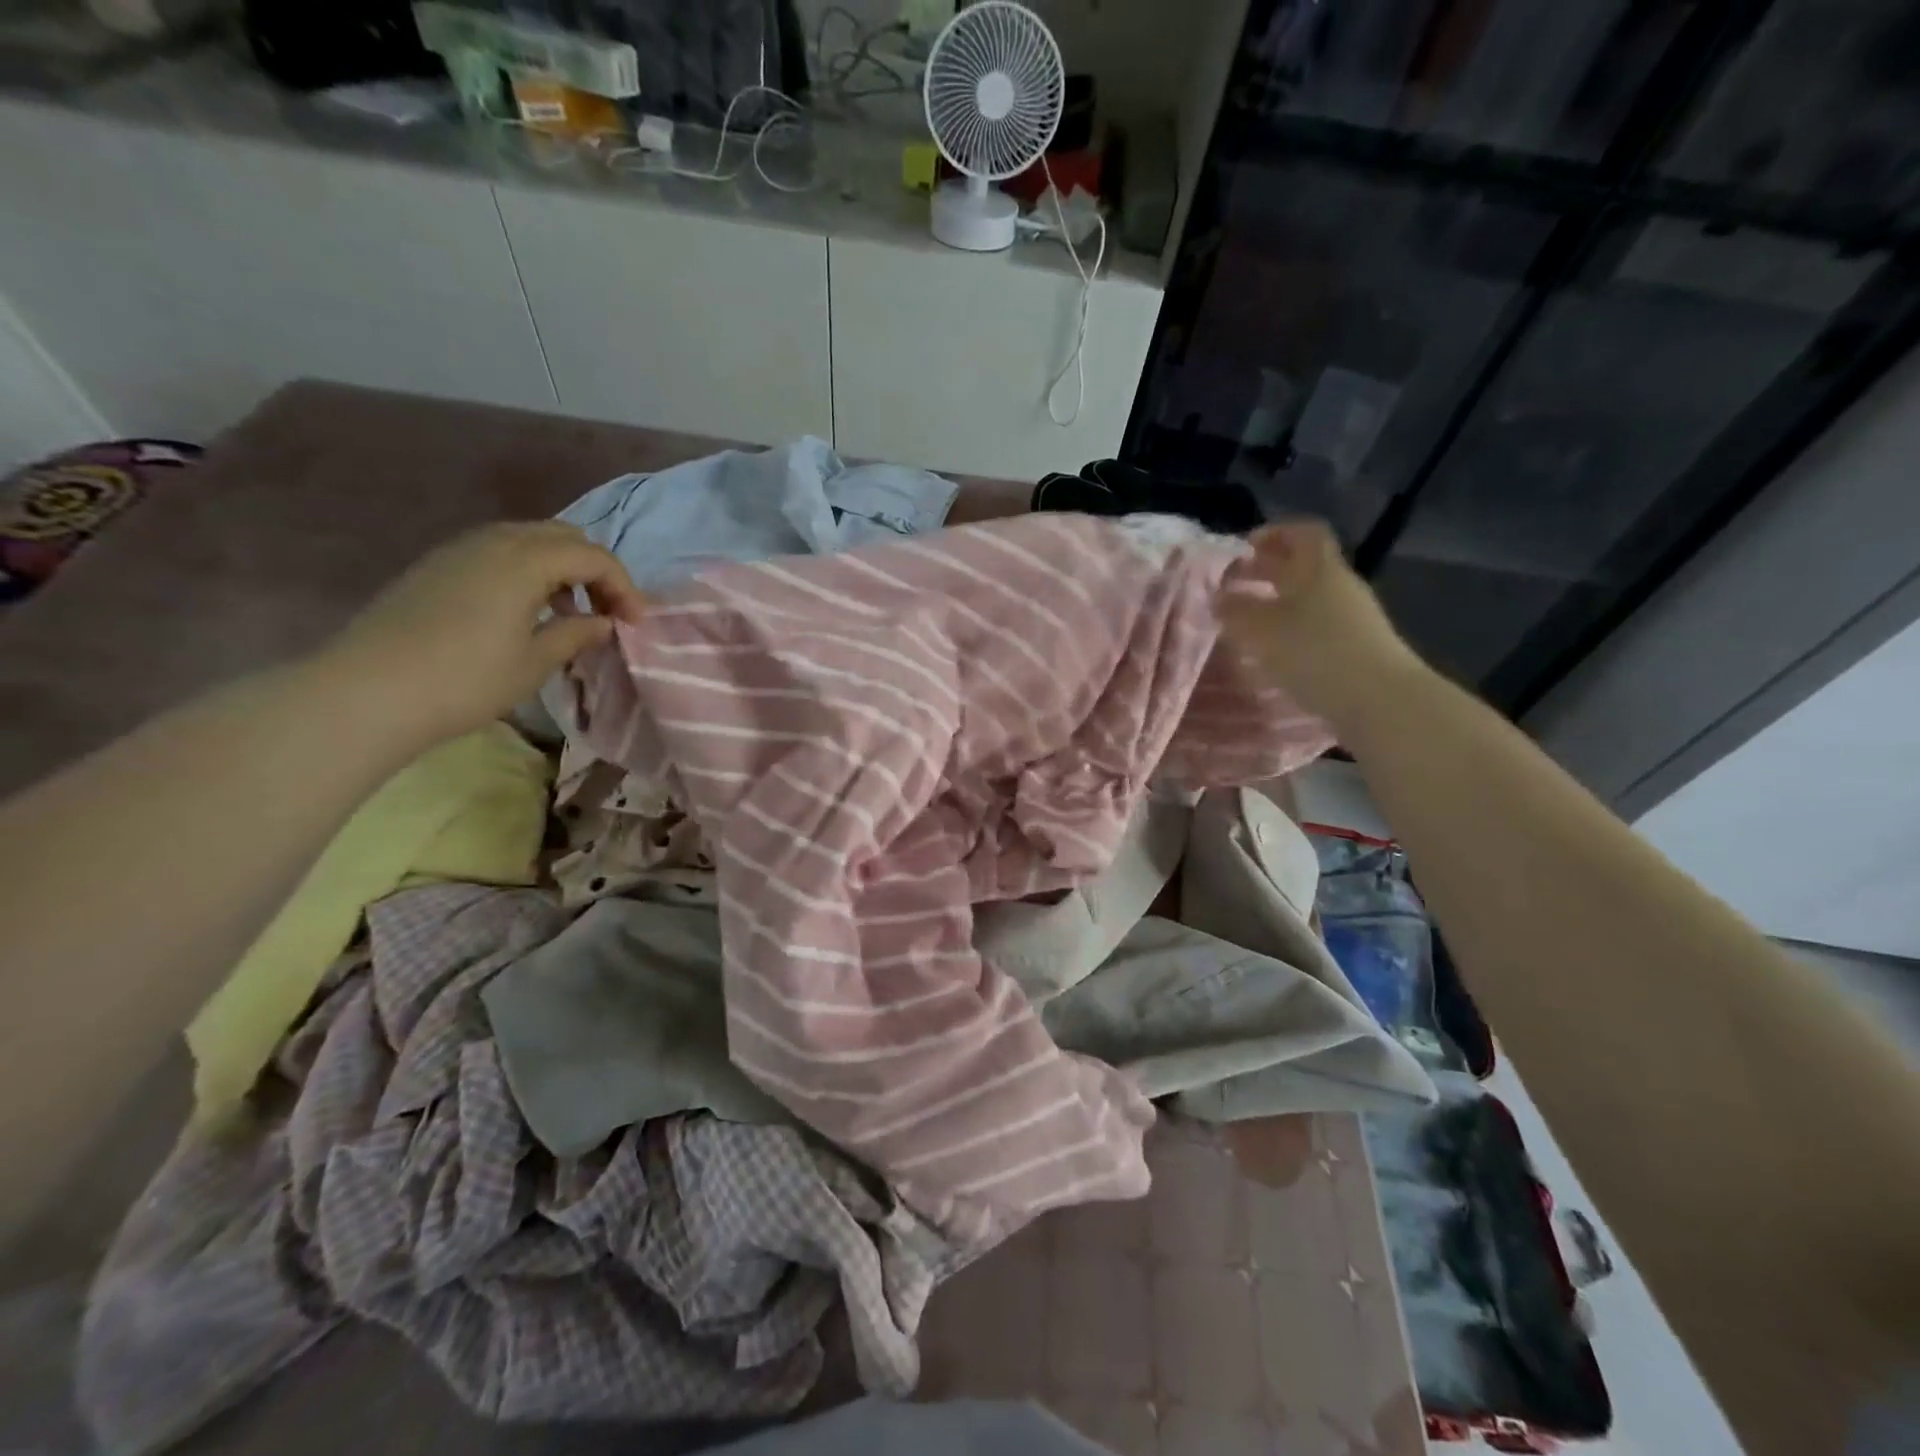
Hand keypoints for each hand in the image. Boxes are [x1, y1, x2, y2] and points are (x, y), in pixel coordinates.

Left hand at [318, 522, 644, 748]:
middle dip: (595, 569)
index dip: (624, 587)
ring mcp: (459, 549)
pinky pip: (499, 551)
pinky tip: (526, 610)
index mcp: (524, 560)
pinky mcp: (437, 565)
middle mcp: (494, 541)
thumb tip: (604, 623)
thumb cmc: (465, 680)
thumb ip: (577, 633)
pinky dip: (528, 571)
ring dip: (561, 569)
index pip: (593, 556)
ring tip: (570, 613)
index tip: (636, 624)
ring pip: (529, 539)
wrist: (367, 692)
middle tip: (608, 611)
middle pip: (563, 536)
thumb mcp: (535, 662)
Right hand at [1220, 521, 1424, 728]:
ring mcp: (1352, 618)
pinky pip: (1317, 625)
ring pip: (1309, 597)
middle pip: (1304, 565)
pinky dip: (1291, 629)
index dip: (1275, 533)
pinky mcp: (1356, 648)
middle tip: (1235, 582)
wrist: (1380, 700)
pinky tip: (1273, 649)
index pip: (1303, 533)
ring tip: (1247, 620)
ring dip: (1277, 602)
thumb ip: (1236, 610)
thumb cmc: (1315, 652)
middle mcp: (1339, 586)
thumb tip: (1218, 597)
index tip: (1245, 547)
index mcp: (1319, 569)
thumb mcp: (1262, 630)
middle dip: (1268, 569)